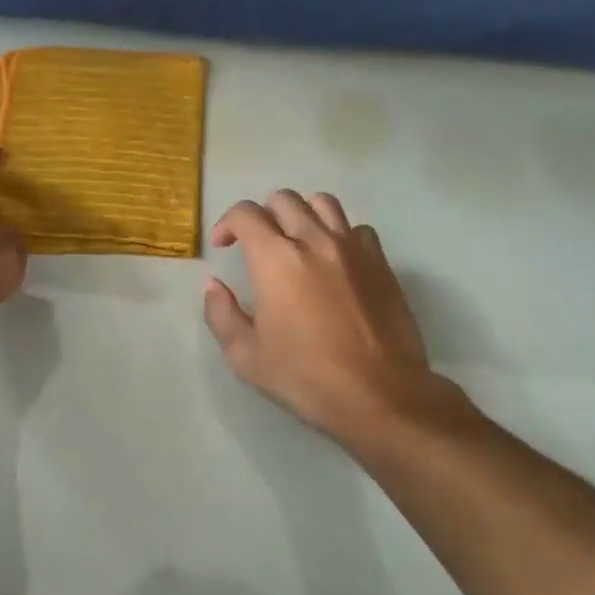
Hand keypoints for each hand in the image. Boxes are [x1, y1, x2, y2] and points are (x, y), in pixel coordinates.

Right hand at [204, 191, 441, 439]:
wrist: (379, 395)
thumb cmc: (305, 377)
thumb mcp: (245, 355)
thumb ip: (221, 313)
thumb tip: (214, 285)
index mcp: (275, 258)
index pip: (245, 214)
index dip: (227, 223)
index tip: (224, 246)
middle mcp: (313, 240)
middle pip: (284, 199)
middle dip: (262, 214)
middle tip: (257, 244)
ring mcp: (352, 248)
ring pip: (323, 202)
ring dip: (302, 213)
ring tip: (297, 240)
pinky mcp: (381, 262)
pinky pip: (357, 228)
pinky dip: (340, 233)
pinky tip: (335, 260)